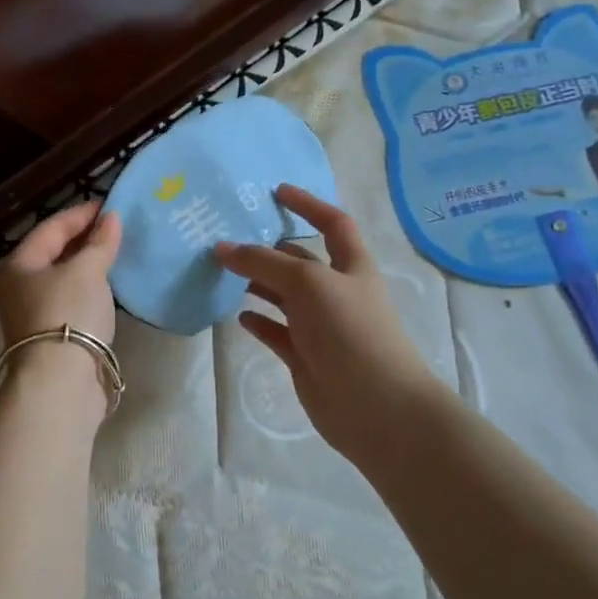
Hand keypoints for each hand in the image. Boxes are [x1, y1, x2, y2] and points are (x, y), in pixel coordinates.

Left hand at [0, 202, 121, 418]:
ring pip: (61, 278)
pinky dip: (87, 288)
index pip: (51, 227)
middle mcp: (17, 286)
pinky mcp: (48, 336)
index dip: (80, 214)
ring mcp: (30, 313)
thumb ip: (100, 243)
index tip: (109, 205)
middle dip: (83, 238)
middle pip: (52, 252)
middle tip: (115, 227)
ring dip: (86, 264)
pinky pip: (69, 300)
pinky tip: (107, 286)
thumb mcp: (87, 271)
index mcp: (18, 264)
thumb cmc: (68, 314)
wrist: (60, 382)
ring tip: (115, 252)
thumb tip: (111, 218)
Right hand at [216, 185, 442, 460]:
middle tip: (229, 237)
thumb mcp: (307, 283)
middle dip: (269, 248)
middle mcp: (337, 292)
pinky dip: (258, 322)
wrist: (376, 406)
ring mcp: (321, 326)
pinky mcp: (305, 357)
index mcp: (351, 267)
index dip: (308, 205)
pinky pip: (276, 332)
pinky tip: (237, 316)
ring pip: (283, 296)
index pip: (333, 224)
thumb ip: (263, 262)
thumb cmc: (350, 331)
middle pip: (300, 261)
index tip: (276, 192)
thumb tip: (222, 247)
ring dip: (257, 284)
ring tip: (222, 273)